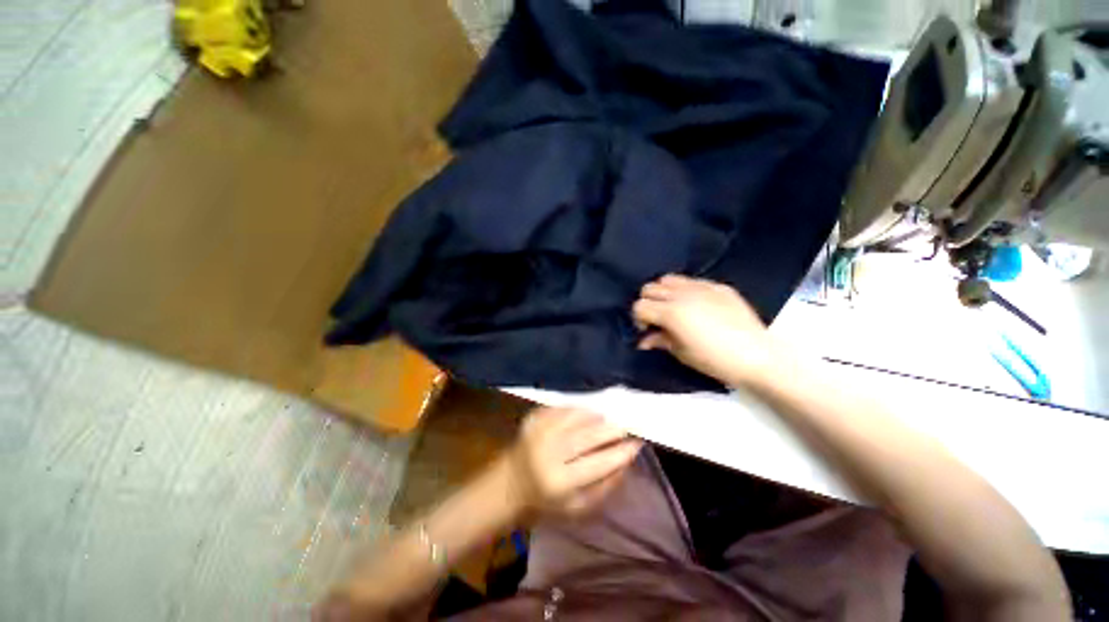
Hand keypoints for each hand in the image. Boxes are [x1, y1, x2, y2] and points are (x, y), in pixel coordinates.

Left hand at [506, 408, 642, 518]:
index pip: (599, 463)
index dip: (620, 452)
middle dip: (611, 429)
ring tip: (606, 418)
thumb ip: (604, 487)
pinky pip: (561, 408)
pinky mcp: (533, 419)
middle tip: (624, 426)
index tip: (637, 443)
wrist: (508, 483)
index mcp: (560, 482)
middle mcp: (549, 453)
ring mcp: (539, 432)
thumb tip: (626, 461)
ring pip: (575, 416)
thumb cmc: (546, 502)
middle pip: (587, 435)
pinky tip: (586, 412)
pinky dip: (577, 409)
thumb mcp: (577, 508)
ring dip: (595, 416)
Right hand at [632, 274, 776, 385]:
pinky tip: (697, 306)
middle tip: (659, 319)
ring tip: (675, 308)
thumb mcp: (681, 353)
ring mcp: (702, 287)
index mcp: (671, 312)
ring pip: (669, 278)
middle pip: (650, 287)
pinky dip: (686, 290)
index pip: (639, 305)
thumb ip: (659, 340)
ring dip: (665, 292)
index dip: (639, 319)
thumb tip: (644, 339)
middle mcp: (682, 294)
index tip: (648, 330)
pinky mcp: (719, 286)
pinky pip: (693, 281)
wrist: (758, 357)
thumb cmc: (715, 360)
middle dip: (649, 302)